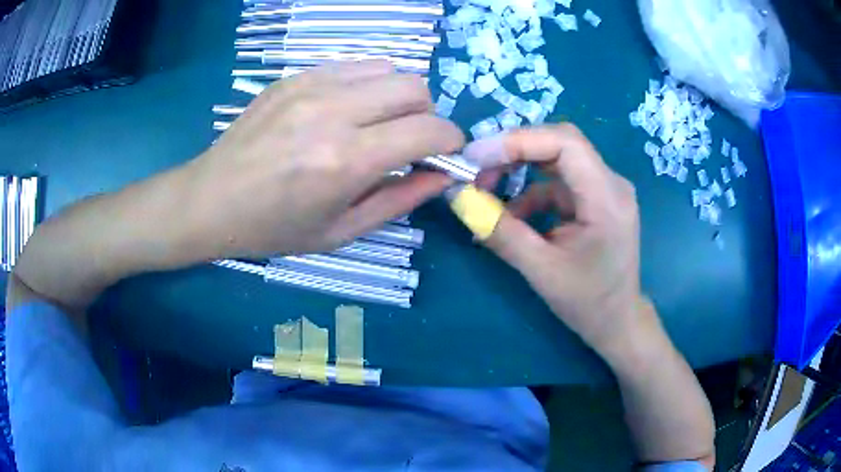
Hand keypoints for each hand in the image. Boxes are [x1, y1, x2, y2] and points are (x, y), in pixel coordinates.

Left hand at [184, 61, 463, 256]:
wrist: (212, 200)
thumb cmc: (274, 228)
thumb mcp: (341, 231)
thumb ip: (399, 199)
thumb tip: (443, 176)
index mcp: (345, 160)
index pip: (428, 130)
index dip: (451, 140)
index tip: (448, 153)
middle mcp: (333, 111)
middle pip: (415, 87)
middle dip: (427, 115)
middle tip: (410, 141)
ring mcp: (311, 86)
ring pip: (388, 69)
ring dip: (398, 96)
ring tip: (378, 123)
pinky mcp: (295, 76)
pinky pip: (354, 66)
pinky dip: (368, 86)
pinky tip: (348, 110)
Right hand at [464, 124, 654, 358]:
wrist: (617, 322)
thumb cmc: (589, 303)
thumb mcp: (542, 271)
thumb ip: (500, 233)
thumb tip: (459, 197)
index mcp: (607, 198)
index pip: (566, 143)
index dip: (518, 141)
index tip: (476, 157)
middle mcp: (611, 183)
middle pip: (559, 144)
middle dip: (514, 151)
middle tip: (475, 169)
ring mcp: (604, 189)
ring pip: (555, 160)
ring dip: (518, 171)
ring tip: (484, 192)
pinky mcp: (594, 200)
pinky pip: (557, 183)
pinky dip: (529, 194)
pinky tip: (512, 217)